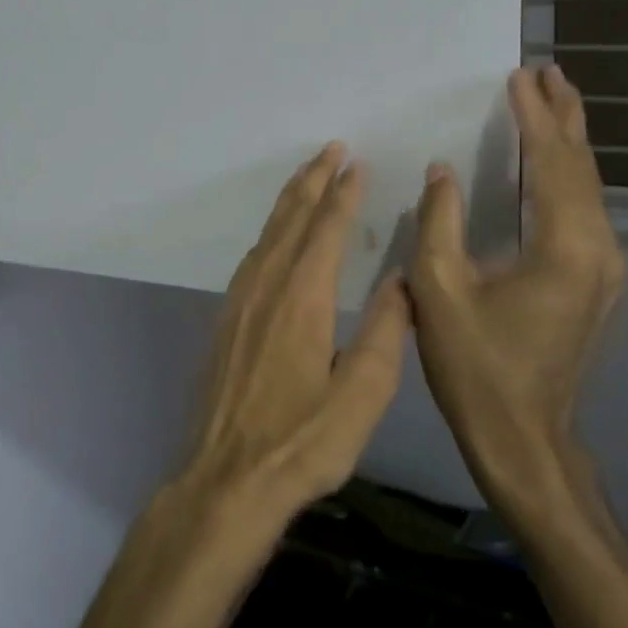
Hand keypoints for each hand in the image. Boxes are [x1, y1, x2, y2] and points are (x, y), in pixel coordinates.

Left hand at [179, 143, 410, 525]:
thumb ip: (386, 334)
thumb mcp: (361, 398)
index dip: (342, 194)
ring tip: (307, 176)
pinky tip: (276, 237)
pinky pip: (251, 257)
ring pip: (267, 235)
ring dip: (289, 201)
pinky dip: (270, 232)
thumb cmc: (301, 443)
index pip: (325, 231)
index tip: (356, 163)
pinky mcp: (225, 320)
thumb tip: (402, 280)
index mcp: (303, 299)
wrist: (226, 478)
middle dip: (312, 181)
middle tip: (330, 149)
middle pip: (291, 220)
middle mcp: (266, 288)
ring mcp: (239, 302)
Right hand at [409, 66, 625, 520]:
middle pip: (583, 168)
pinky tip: (551, 166)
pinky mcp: (597, 283)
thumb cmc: (476, 367)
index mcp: (565, 248)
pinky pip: (584, 212)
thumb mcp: (438, 291)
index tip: (519, 76)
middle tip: (546, 72)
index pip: (553, 163)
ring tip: (550, 104)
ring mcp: (605, 269)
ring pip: (589, 189)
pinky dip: (566, 177)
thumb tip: (443, 171)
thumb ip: (438, 222)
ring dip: (567, 143)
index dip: (535, 117)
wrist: (525, 439)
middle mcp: (599, 250)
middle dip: (563, 117)